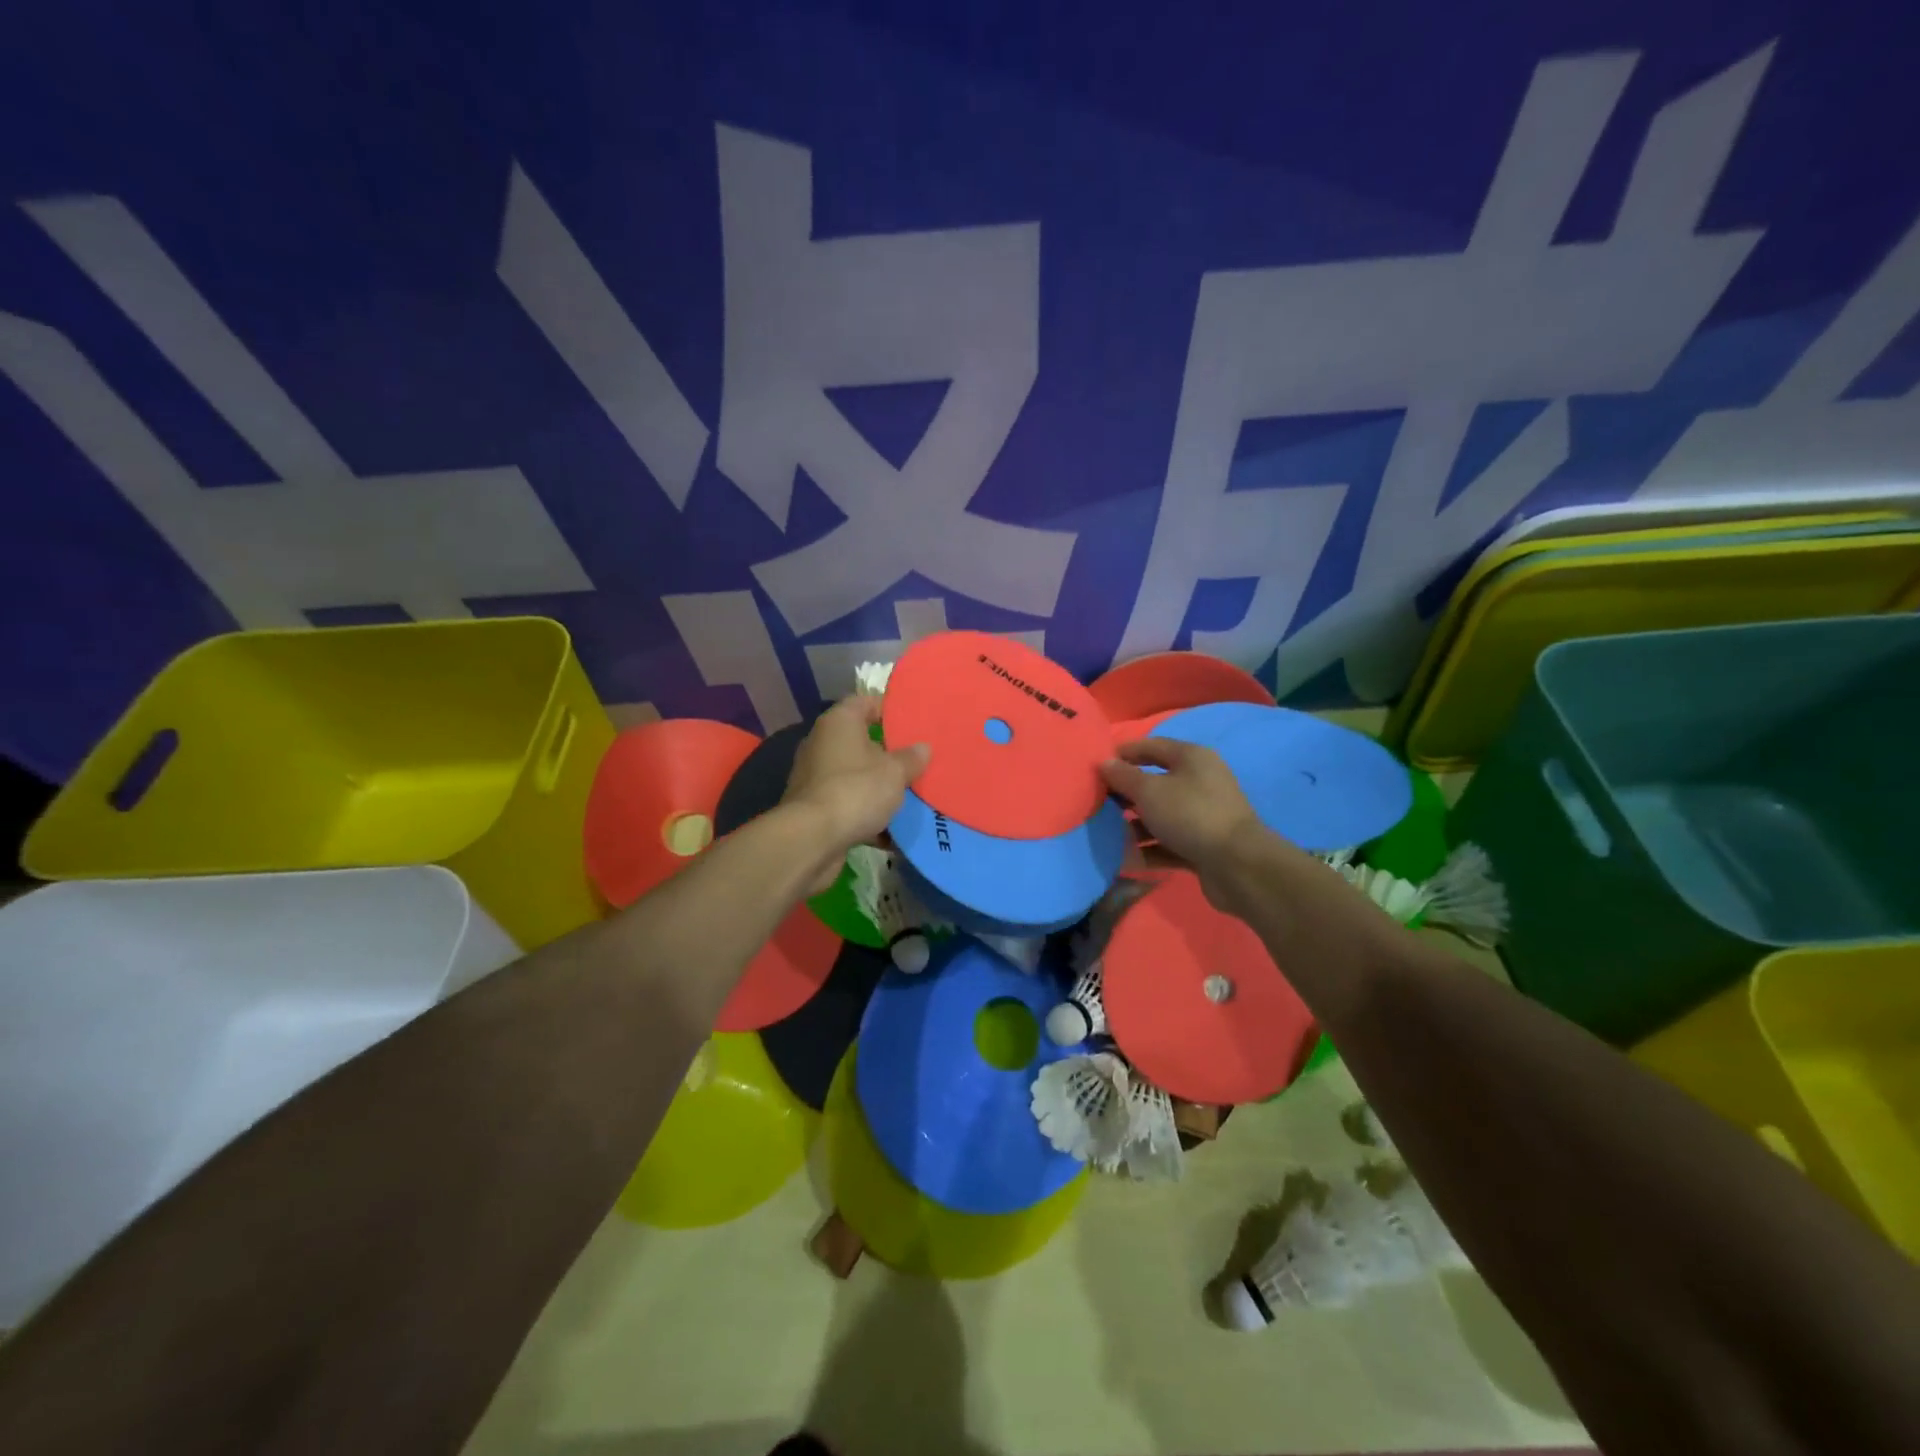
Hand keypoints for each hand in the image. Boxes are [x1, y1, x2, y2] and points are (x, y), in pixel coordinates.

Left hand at [783, 695, 930, 889]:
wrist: (812, 839)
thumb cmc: (856, 791)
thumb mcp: (894, 772)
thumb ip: (911, 759)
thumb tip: (922, 748)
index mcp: (839, 723)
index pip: (865, 702)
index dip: (890, 709)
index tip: (914, 722)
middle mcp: (822, 744)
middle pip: (861, 741)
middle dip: (889, 754)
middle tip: (918, 762)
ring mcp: (816, 777)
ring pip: (856, 776)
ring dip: (879, 788)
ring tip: (910, 797)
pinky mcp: (815, 808)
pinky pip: (848, 805)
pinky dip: (867, 816)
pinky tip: (892, 833)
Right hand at [1099, 738, 1264, 905]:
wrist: (1237, 865)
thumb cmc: (1190, 815)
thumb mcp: (1149, 791)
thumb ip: (1123, 776)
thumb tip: (1104, 762)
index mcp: (1192, 758)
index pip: (1151, 746)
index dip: (1123, 753)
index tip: (1096, 766)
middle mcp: (1200, 782)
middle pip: (1155, 782)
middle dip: (1125, 794)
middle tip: (1097, 803)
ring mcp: (1203, 816)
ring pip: (1160, 816)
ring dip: (1134, 825)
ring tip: (1105, 834)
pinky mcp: (1203, 845)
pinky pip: (1168, 843)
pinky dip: (1148, 849)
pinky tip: (1124, 859)